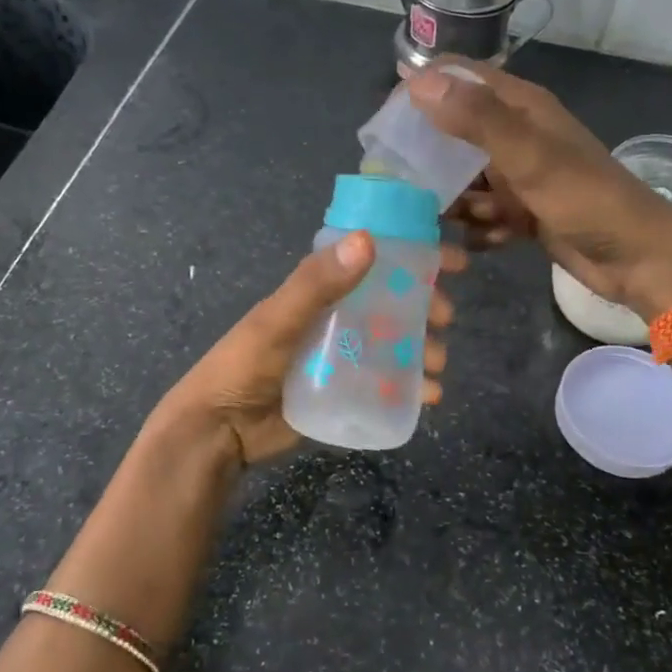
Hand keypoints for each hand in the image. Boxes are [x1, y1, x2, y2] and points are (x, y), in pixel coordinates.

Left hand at [154, 231, 464, 467]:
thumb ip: (316, 284)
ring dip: (423, 348)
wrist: (219, 431)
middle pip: (392, 303)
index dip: (413, 257)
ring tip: (437, 364)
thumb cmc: (244, 366)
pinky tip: (429, 396)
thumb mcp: (277, 321)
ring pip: (395, 344)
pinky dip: (412, 387)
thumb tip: (368, 240)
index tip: (452, 262)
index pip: (373, 261)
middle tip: (446, 318)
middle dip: (425, 306)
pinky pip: (387, 383)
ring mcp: (341, 356)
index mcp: (318, 291)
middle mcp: (335, 318)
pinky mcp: (344, 392)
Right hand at [407, 59, 671, 314]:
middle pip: (456, 133)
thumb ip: (476, 119)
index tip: (384, 119)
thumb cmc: (587, 200)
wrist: (639, 259)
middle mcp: (517, 137)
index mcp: (521, 108)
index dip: (423, 89)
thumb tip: (418, 81)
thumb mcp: (530, 156)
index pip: (461, 80)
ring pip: (466, 180)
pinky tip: (482, 241)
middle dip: (428, 156)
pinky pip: (484, 214)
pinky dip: (479, 228)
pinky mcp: (523, 213)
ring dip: (452, 200)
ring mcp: (520, 177)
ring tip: (434, 221)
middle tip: (394, 182)